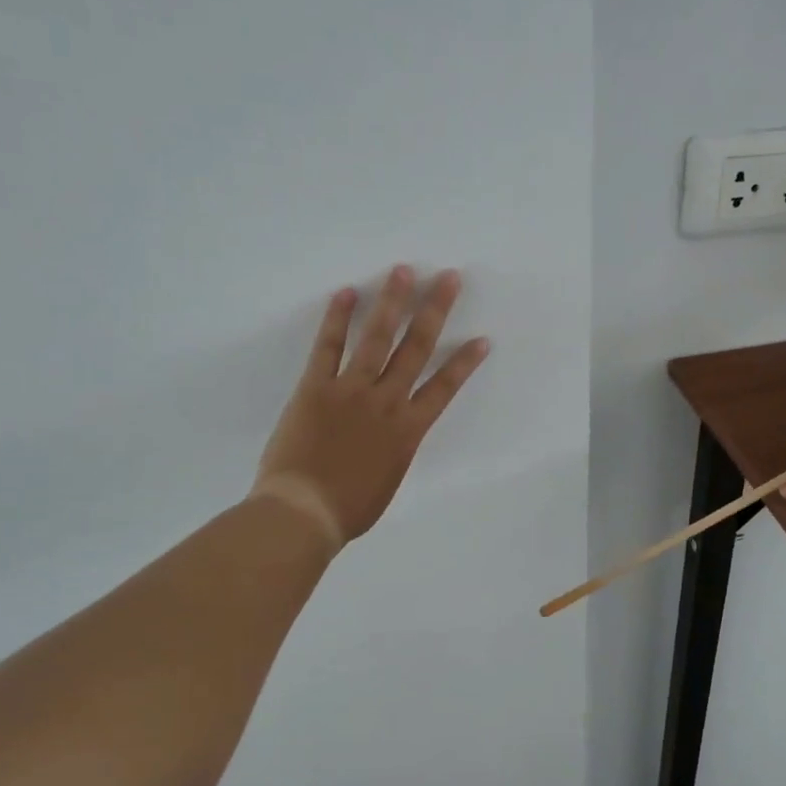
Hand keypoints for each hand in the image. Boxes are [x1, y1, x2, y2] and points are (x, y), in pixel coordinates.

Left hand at [251, 266, 488, 549]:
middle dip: (435, 311)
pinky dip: (337, 320)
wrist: (304, 513)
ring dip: (392, 302)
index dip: (465, 361)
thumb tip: (392, 435)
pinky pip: (328, 348)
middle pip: (416, 349)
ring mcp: (351, 391)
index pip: (444, 387)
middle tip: (448, 278)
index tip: (482, 339)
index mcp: (408, 430)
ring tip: (404, 271)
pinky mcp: (315, 388)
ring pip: (377, 339)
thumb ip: (394, 450)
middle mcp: (386, 402)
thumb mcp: (388, 481)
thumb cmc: (349, 509)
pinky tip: (347, 293)